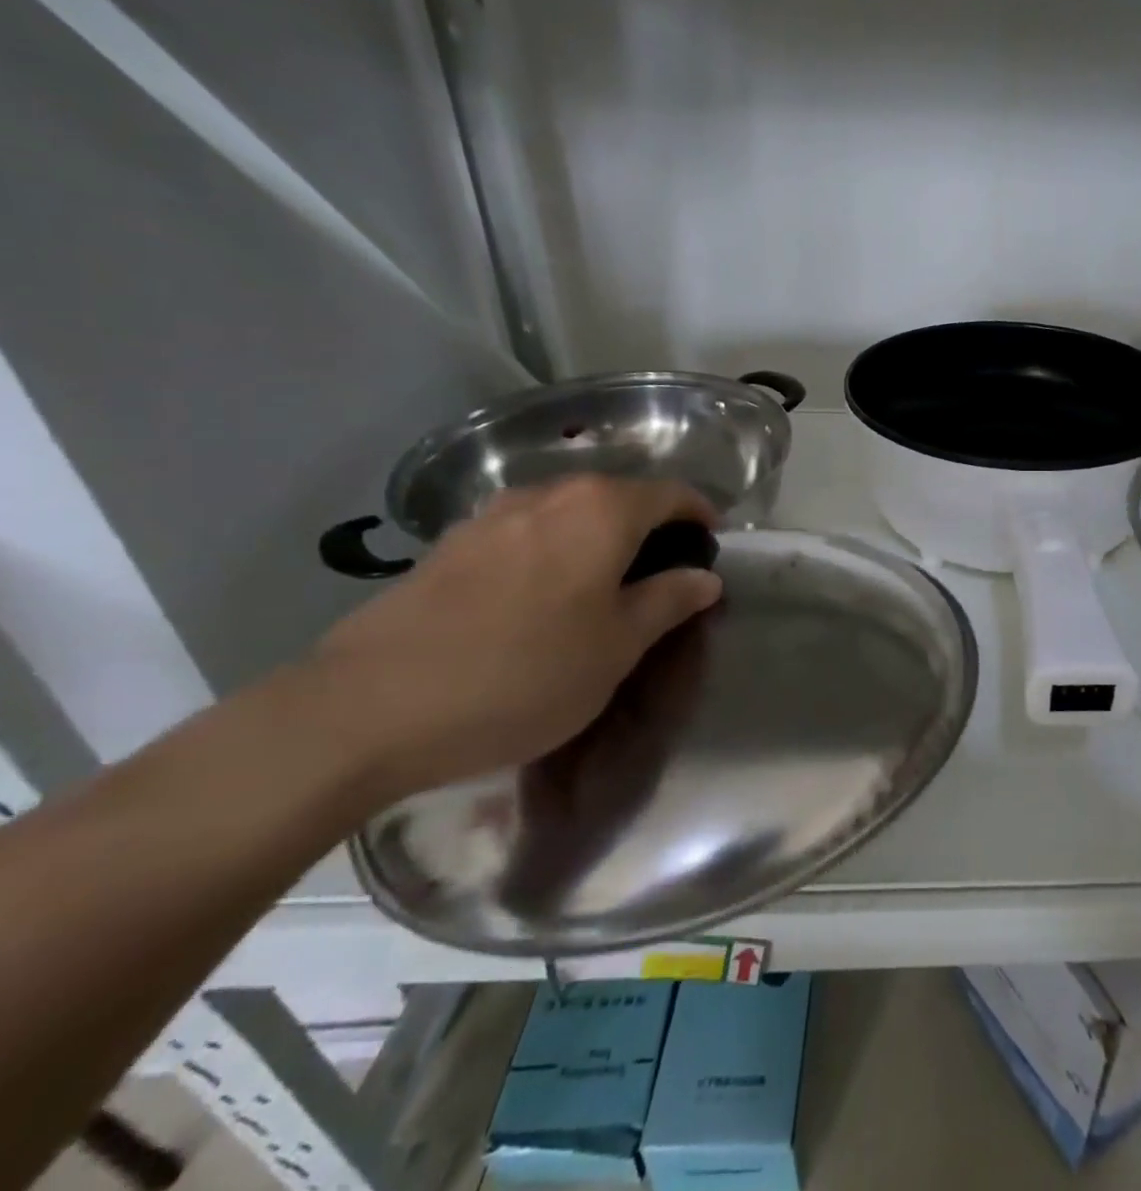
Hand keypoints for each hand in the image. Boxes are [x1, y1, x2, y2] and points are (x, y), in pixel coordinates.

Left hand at [301, 477, 721, 803]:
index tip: (710, 547)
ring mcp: (492, 514)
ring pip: (568, 511)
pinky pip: (523, 531)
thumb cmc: (523, 675)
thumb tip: (704, 576)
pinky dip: (550, 549)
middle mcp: (549, 495)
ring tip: (600, 586)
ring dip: (597, 536)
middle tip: (660, 574)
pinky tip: (537, 597)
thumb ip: (668, 602)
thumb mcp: (617, 648)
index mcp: (602, 511)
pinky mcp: (449, 543)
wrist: (367, 709)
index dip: (699, 515)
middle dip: (649, 525)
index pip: (671, 494)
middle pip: (618, 495)